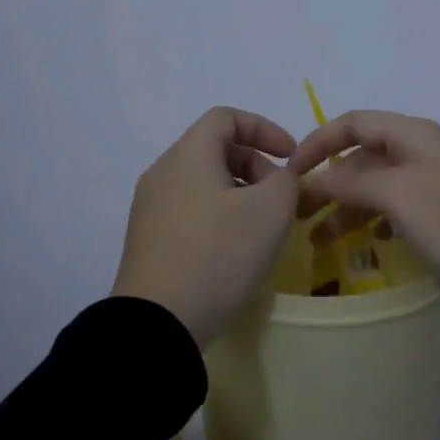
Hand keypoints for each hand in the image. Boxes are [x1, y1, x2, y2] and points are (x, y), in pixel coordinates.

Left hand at [112, 108, 300, 346]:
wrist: (159, 322)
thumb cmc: (219, 253)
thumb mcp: (270, 211)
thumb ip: (285, 181)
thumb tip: (278, 178)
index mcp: (187, 155)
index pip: (226, 117)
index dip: (264, 128)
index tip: (291, 157)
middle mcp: (162, 173)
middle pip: (214, 149)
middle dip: (256, 165)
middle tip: (280, 199)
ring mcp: (150, 208)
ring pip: (203, 183)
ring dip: (240, 194)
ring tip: (262, 228)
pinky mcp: (149, 240)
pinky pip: (190, 211)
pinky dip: (219, 216)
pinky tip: (235, 251)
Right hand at [287, 111, 439, 289]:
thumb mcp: (398, 195)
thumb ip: (352, 181)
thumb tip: (317, 177)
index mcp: (411, 134)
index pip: (352, 123)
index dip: (318, 142)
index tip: (291, 173)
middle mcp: (422, 148)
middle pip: (363, 157)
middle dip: (329, 183)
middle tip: (300, 215)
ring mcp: (437, 178)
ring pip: (380, 185)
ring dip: (349, 208)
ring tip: (322, 240)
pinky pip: (401, 205)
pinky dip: (379, 219)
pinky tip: (370, 241)